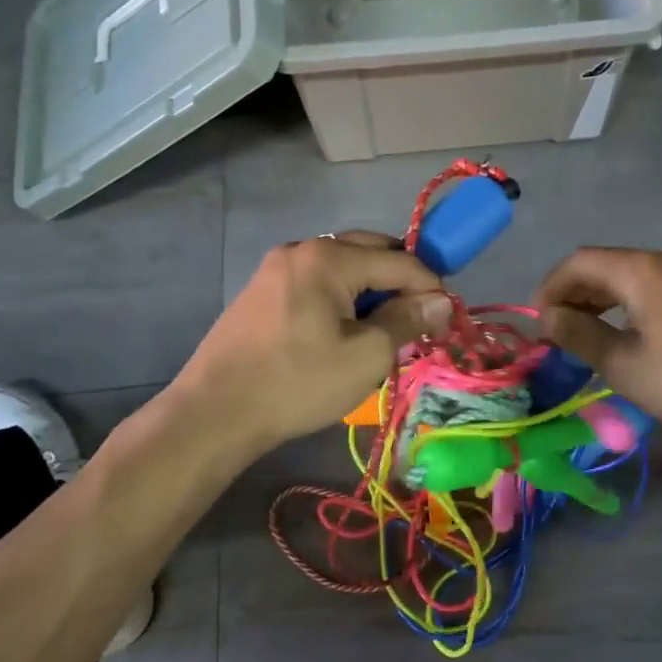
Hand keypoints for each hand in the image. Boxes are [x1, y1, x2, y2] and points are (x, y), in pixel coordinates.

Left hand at [173, 233, 450, 455]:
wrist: (214, 413)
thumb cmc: (297, 383)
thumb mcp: (365, 356)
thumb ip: (407, 321)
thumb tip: (441, 301)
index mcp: (329, 257)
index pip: (399, 261)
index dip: (431, 287)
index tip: (447, 318)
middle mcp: (302, 249)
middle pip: (370, 252)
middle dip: (401, 282)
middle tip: (418, 320)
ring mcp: (277, 268)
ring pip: (343, 268)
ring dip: (371, 291)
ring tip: (384, 330)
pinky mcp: (262, 291)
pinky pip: (317, 283)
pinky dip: (342, 299)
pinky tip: (344, 332)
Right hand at [533, 248, 661, 441]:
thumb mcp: (623, 364)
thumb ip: (579, 335)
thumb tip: (548, 318)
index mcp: (641, 269)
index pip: (579, 262)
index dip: (551, 287)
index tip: (539, 323)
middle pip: (604, 265)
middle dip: (574, 293)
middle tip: (558, 331)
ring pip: (629, 275)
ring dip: (600, 299)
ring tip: (585, 334)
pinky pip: (653, 286)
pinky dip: (627, 303)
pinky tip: (625, 333)